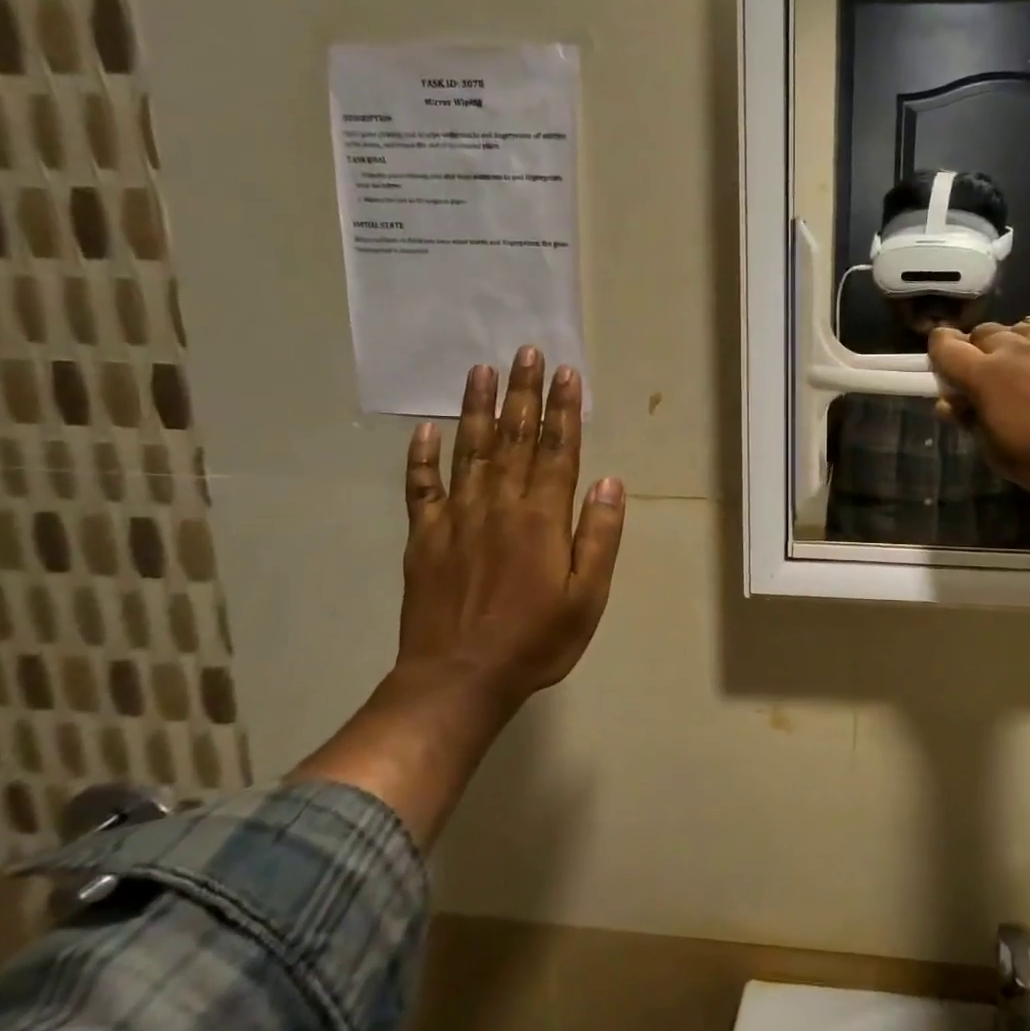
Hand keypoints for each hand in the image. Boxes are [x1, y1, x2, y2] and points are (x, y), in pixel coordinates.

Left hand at [396, 350, 625, 705]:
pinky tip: (425, 430)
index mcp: (541, 518)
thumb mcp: (587, 596)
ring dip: (477, 409)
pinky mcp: (424, 538)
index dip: (563, 410)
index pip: (557, 450)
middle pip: (513, 438)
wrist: (458, 679)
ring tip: (482, 370)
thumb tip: (609, 482)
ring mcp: (456, 518)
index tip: (566, 373)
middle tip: (526, 351)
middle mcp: (499, 505)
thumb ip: (598, 536)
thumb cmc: (535, 640)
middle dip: (523, 393)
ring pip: (469, 451)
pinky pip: (420, 488)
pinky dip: (421, 458)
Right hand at [927, 323, 1029, 498]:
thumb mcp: (997, 452)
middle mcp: (1014, 350)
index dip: (937, 348)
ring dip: (1012, 344)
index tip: (938, 361)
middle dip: (976, 346)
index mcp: (984, 374)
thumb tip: (949, 403)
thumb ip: (971, 421)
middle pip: (984, 332)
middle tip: (981, 372)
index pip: (947, 346)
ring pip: (1021, 331)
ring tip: (1019, 368)